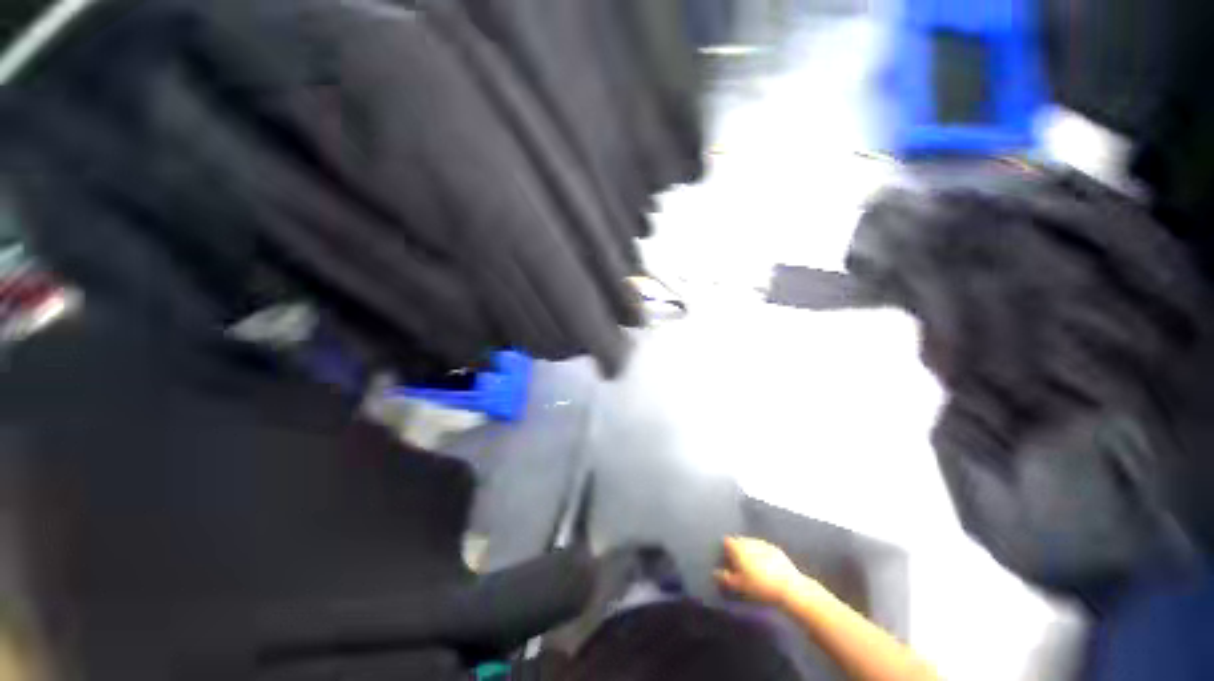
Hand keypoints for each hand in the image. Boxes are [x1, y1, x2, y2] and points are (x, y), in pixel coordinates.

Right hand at [715, 536, 807, 605]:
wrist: (789, 587)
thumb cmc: (759, 586)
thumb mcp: (739, 585)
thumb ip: (725, 577)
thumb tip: (714, 572)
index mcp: (738, 546)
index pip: (726, 541)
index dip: (725, 549)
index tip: (726, 560)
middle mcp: (749, 540)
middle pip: (739, 541)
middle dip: (737, 550)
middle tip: (738, 565)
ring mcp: (763, 543)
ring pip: (751, 544)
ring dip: (749, 552)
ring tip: (752, 567)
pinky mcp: (776, 549)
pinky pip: (763, 549)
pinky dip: (761, 555)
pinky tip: (765, 568)